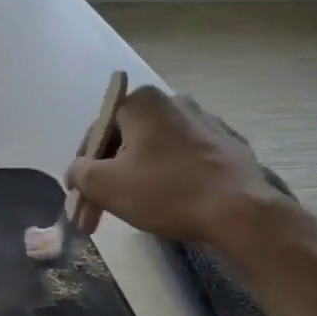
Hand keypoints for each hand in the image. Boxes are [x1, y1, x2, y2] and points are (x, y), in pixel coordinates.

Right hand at [66, 86, 292, 250]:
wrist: (240, 211)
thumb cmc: (165, 191)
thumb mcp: (104, 185)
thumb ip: (78, 172)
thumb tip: (76, 172)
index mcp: (142, 102)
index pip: (96, 134)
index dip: (84, 171)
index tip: (82, 201)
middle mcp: (174, 102)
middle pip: (126, 143)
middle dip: (109, 178)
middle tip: (100, 214)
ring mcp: (206, 122)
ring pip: (155, 152)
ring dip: (138, 179)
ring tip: (134, 211)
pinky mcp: (228, 145)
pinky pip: (185, 161)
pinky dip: (171, 179)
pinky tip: (171, 205)